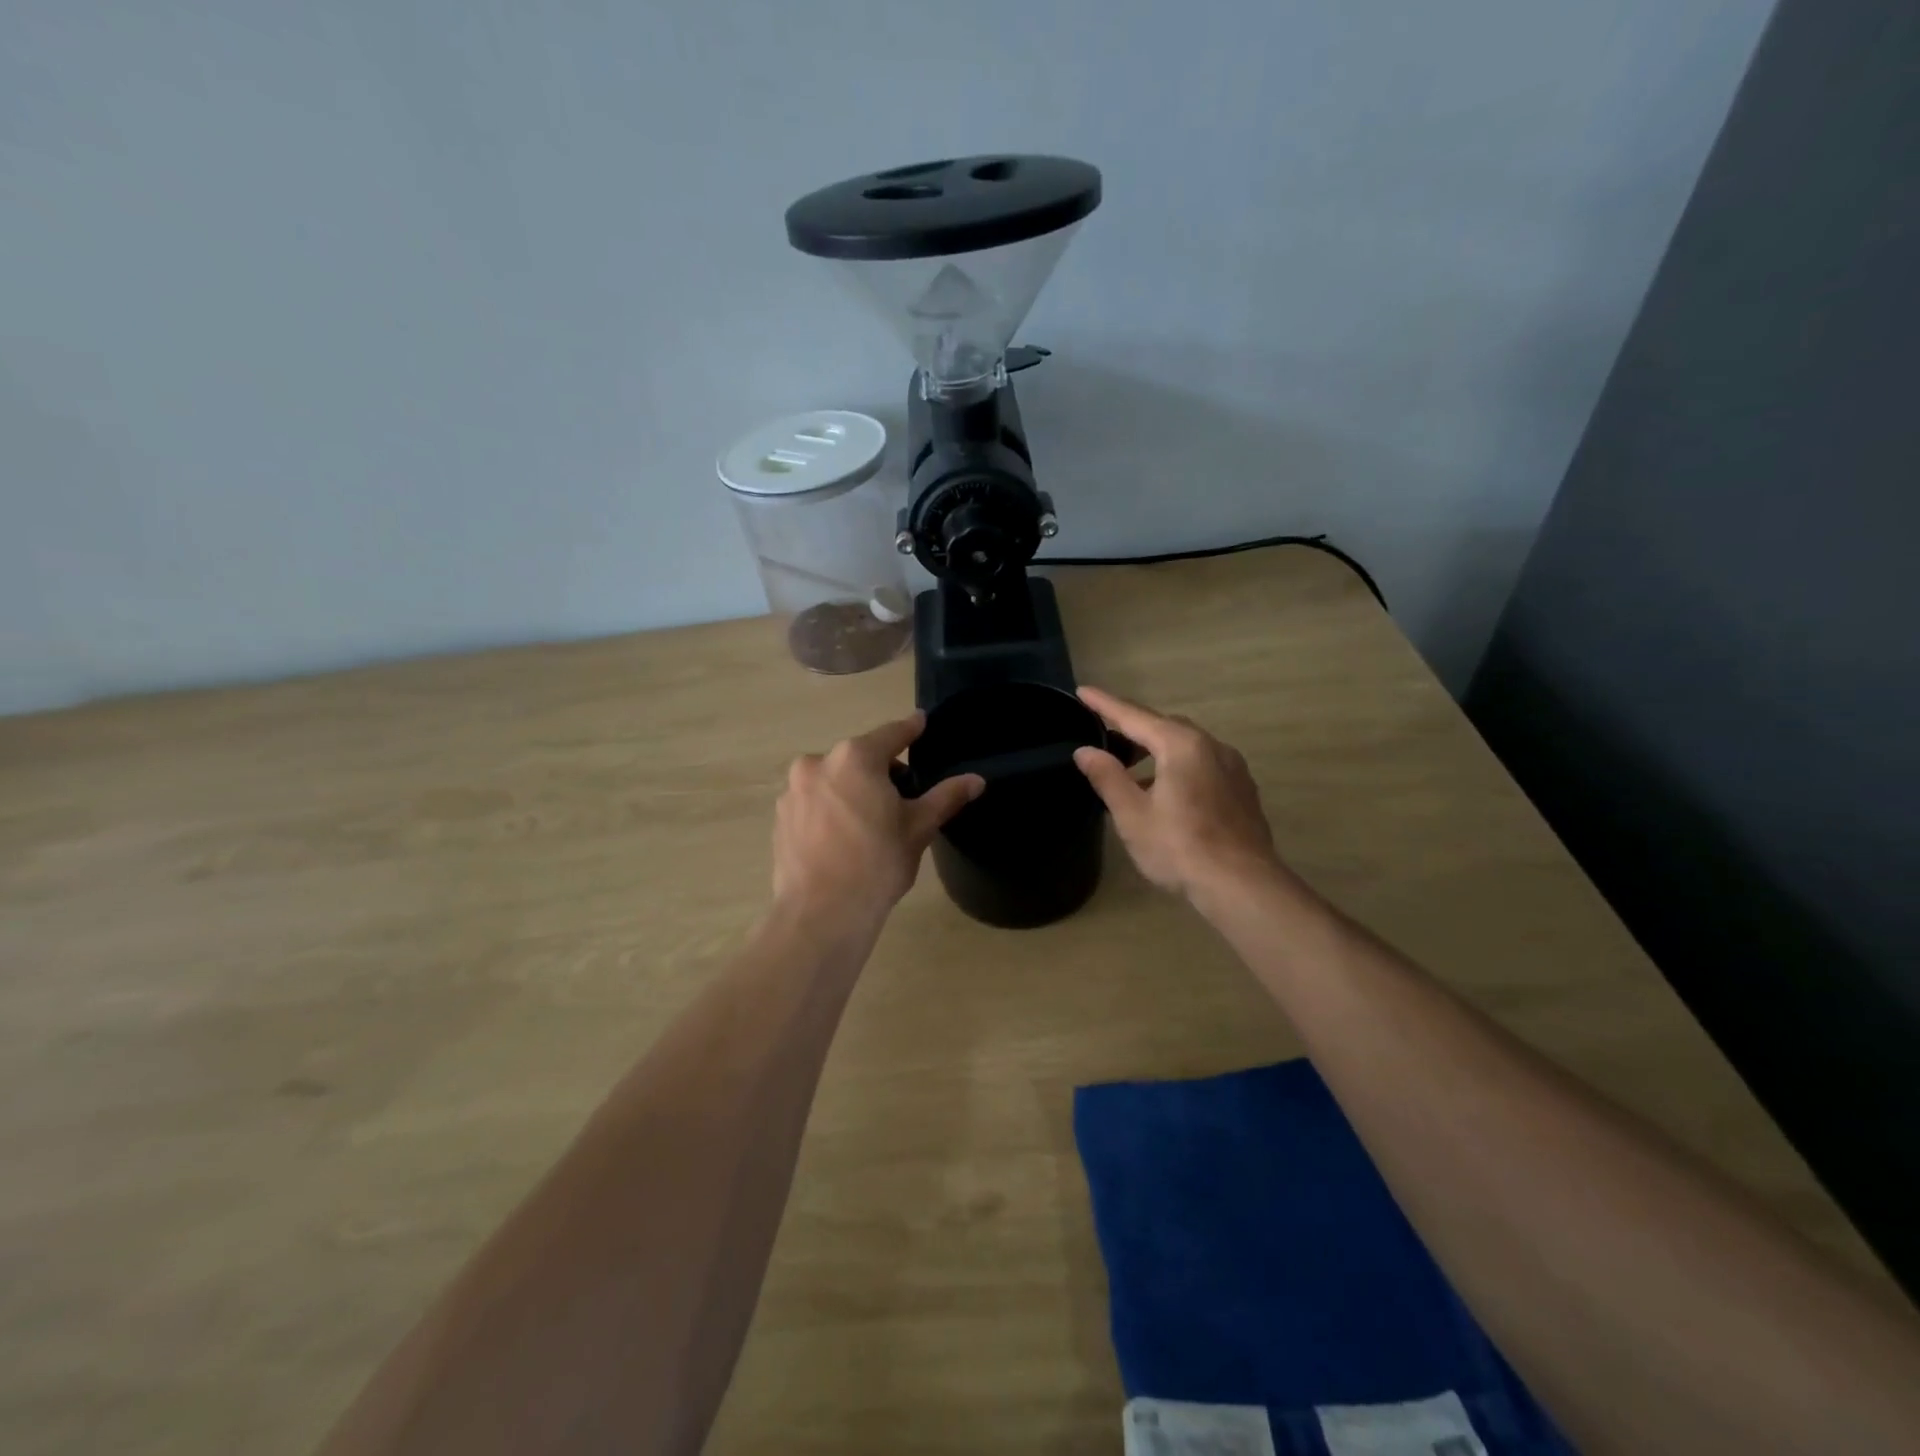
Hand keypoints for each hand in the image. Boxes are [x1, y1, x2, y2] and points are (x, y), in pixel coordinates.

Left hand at [773, 712, 983, 925]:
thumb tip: (976, 780)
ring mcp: (793, 790)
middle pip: (859, 758)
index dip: (910, 729)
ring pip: (833, 779)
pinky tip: (841, 839)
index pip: (891, 734)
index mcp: (855, 758)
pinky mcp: (780, 817)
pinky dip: (829, 809)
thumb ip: (946, 797)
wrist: (821, 913)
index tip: (920, 721)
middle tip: (901, 800)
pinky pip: (813, 802)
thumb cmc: (877, 863)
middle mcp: (818, 763)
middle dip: (881, 771)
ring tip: (868, 824)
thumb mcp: (918, 828)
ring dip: (852, 789)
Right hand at [1073, 686, 1279, 899]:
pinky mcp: (1242, 790)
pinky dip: (1178, 767)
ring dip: (1156, 751)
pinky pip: (1203, 765)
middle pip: (1164, 727)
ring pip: (1186, 747)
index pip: (1134, 716)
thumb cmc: (1180, 847)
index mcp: (1181, 745)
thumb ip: (1108, 777)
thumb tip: (1085, 750)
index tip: (1082, 691)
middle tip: (1104, 737)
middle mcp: (1212, 746)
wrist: (1243, 886)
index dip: (1105, 705)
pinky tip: (1166, 794)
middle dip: (1133, 728)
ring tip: (1131, 772)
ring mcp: (1232, 768)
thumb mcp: (1133, 814)